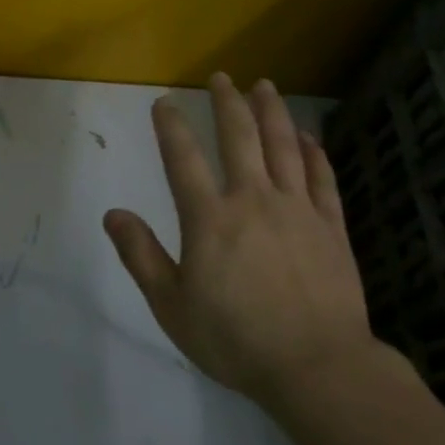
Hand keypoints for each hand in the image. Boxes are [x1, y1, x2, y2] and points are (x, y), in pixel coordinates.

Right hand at [104, 74, 381, 406]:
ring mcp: (297, 209)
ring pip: (283, 146)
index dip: (171, 127)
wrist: (317, 367)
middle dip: (228, 103)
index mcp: (210, 219)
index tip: (164, 102)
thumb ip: (142, 256)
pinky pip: (321, 178)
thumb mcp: (172, 307)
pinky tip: (308, 136)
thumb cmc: (236, 340)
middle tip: (222, 77)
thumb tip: (113, 214)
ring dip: (272, 112)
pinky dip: (313, 153)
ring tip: (264, 85)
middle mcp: (253, 200)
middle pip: (239, 137)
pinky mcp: (331, 226)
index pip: (183, 159)